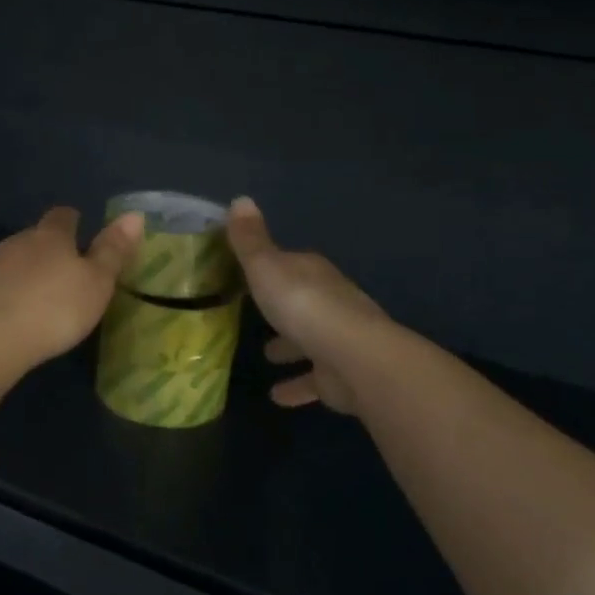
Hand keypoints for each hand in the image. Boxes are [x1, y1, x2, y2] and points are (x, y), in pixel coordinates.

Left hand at [0, 206, 145, 384]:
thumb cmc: (53, 309)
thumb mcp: (96, 283)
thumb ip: (113, 250)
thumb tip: (134, 214)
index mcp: (50, 236)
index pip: (63, 215)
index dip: (74, 221)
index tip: (83, 231)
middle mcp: (18, 242)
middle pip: (37, 236)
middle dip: (51, 249)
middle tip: (69, 271)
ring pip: (16, 260)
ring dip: (30, 272)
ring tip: (45, 295)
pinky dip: (11, 294)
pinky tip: (18, 315)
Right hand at [227, 197, 392, 415]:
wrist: (354, 358)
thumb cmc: (303, 305)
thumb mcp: (266, 267)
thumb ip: (250, 240)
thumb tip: (240, 198)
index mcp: (312, 272)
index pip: (289, 263)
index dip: (269, 266)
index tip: (247, 272)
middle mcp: (329, 301)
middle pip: (302, 300)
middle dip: (282, 306)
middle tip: (255, 314)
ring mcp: (338, 339)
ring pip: (309, 340)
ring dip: (290, 346)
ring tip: (266, 355)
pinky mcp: (340, 376)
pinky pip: (314, 379)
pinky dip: (298, 385)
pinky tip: (277, 396)